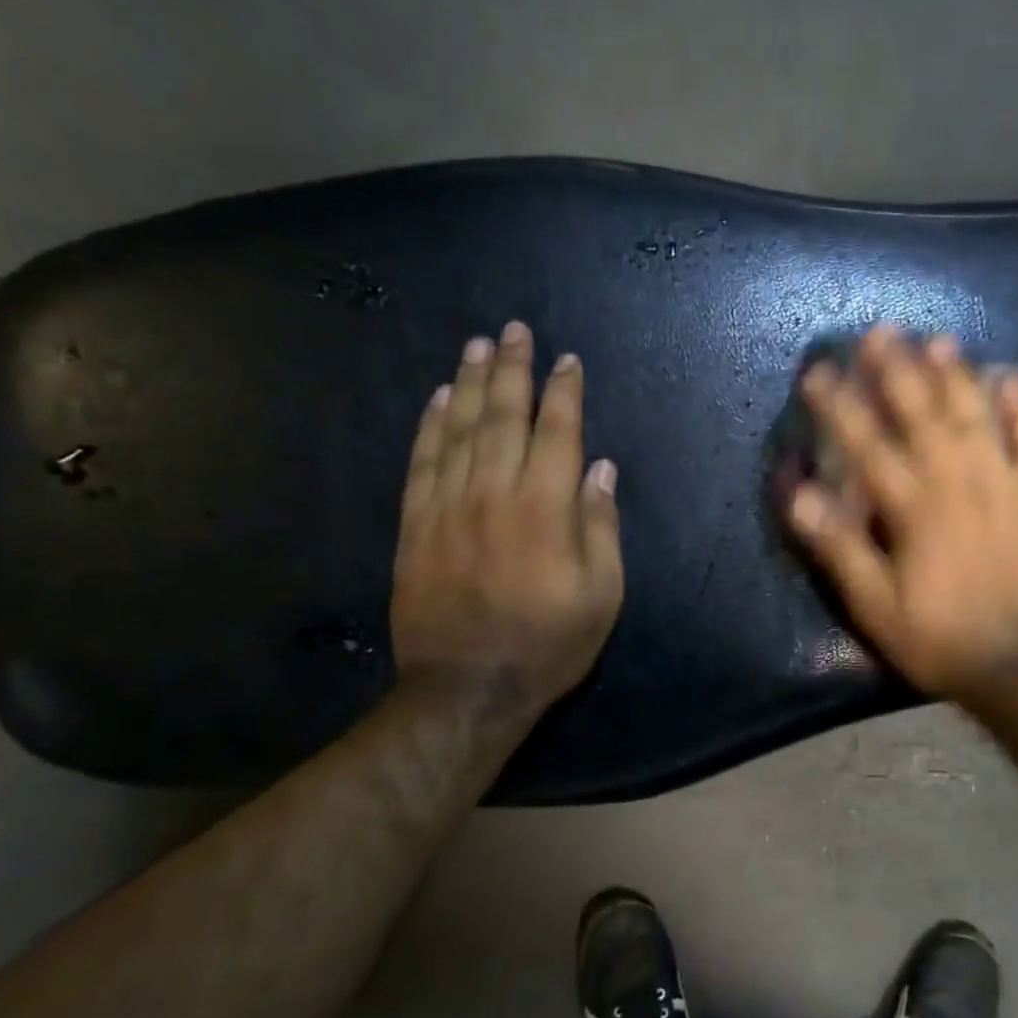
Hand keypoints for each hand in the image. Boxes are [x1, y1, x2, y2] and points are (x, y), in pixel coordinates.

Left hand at [390, 322, 622, 721]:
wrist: (466, 687)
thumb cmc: (547, 644)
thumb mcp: (602, 595)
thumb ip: (601, 527)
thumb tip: (600, 469)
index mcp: (545, 508)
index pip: (557, 433)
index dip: (564, 393)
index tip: (567, 362)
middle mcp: (494, 492)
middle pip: (502, 416)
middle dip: (512, 370)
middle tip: (514, 330)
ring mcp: (447, 506)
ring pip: (458, 429)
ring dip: (468, 383)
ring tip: (476, 346)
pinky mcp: (415, 525)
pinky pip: (422, 461)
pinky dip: (429, 425)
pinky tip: (436, 399)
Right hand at [785, 324, 1017, 704]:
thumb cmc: (938, 637)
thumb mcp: (875, 605)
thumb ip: (838, 546)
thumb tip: (798, 493)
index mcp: (915, 509)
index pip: (869, 446)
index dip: (841, 407)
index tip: (819, 372)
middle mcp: (959, 484)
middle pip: (925, 416)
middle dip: (899, 371)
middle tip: (880, 330)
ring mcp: (1004, 487)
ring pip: (978, 419)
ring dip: (957, 376)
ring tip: (938, 340)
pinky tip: (1017, 378)